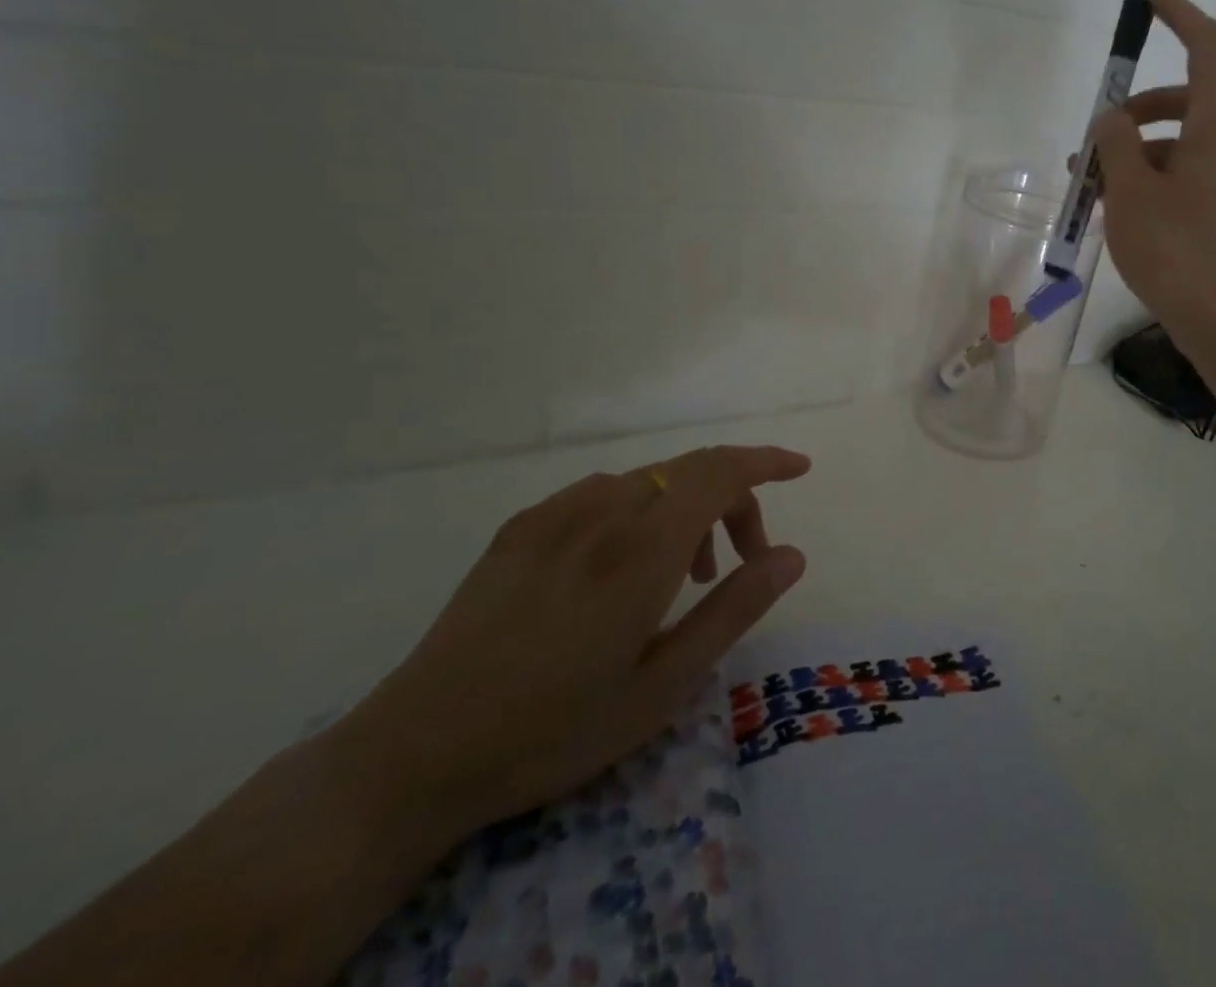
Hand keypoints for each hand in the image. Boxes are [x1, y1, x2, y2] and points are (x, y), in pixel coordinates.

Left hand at [327, 445, 809, 840]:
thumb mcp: (664, 685)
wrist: (416, 753)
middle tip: (743, 562)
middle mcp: (603, 511)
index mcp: (642, 549)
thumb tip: (792, 554)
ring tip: (685, 574)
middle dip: (734, 499)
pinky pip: (603, 492)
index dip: (766, 461)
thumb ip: (734, 609)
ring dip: (686, 509)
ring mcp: (555, 514)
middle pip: (690, 471)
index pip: (720, 471)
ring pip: (649, 480)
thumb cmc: (555, 729)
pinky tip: (621, 564)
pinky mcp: (521, 527)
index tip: (800, 469)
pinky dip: (640, 509)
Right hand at [1092, 0, 1215, 381]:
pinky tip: (1121, 213)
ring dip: (1139, 154)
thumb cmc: (1178, 252)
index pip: (1210, 48)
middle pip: (1188, 101)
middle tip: (1093, 140)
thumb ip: (1114, 145)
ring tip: (1092, 189)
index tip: (1152, 1)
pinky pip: (1192, 176)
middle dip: (1137, 112)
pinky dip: (1156, 179)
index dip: (1182, 17)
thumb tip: (1111, 119)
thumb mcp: (1130, 194)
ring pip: (1185, 145)